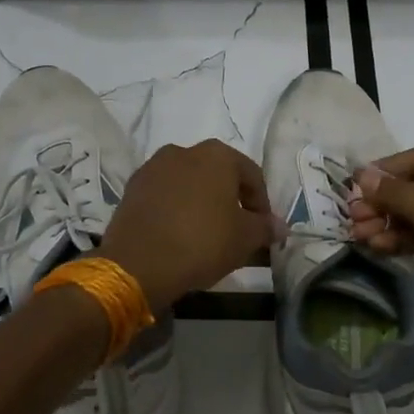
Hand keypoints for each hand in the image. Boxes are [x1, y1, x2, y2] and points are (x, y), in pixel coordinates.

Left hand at [101, 140, 279, 312]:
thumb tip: (280, 226)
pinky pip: (164, 195)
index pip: (252, 175)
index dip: (262, 204)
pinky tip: (178, 234)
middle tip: (236, 230)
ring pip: (189, 183)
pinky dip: (175, 209)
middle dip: (230, 200)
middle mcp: (184, 151)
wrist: (138, 263)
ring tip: (206, 233)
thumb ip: (265, 228)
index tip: (263, 230)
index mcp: (217, 155)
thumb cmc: (202, 242)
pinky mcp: (132, 188)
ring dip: (201, 202)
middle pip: (218, 175)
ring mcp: (154, 167)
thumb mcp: (245, 239)